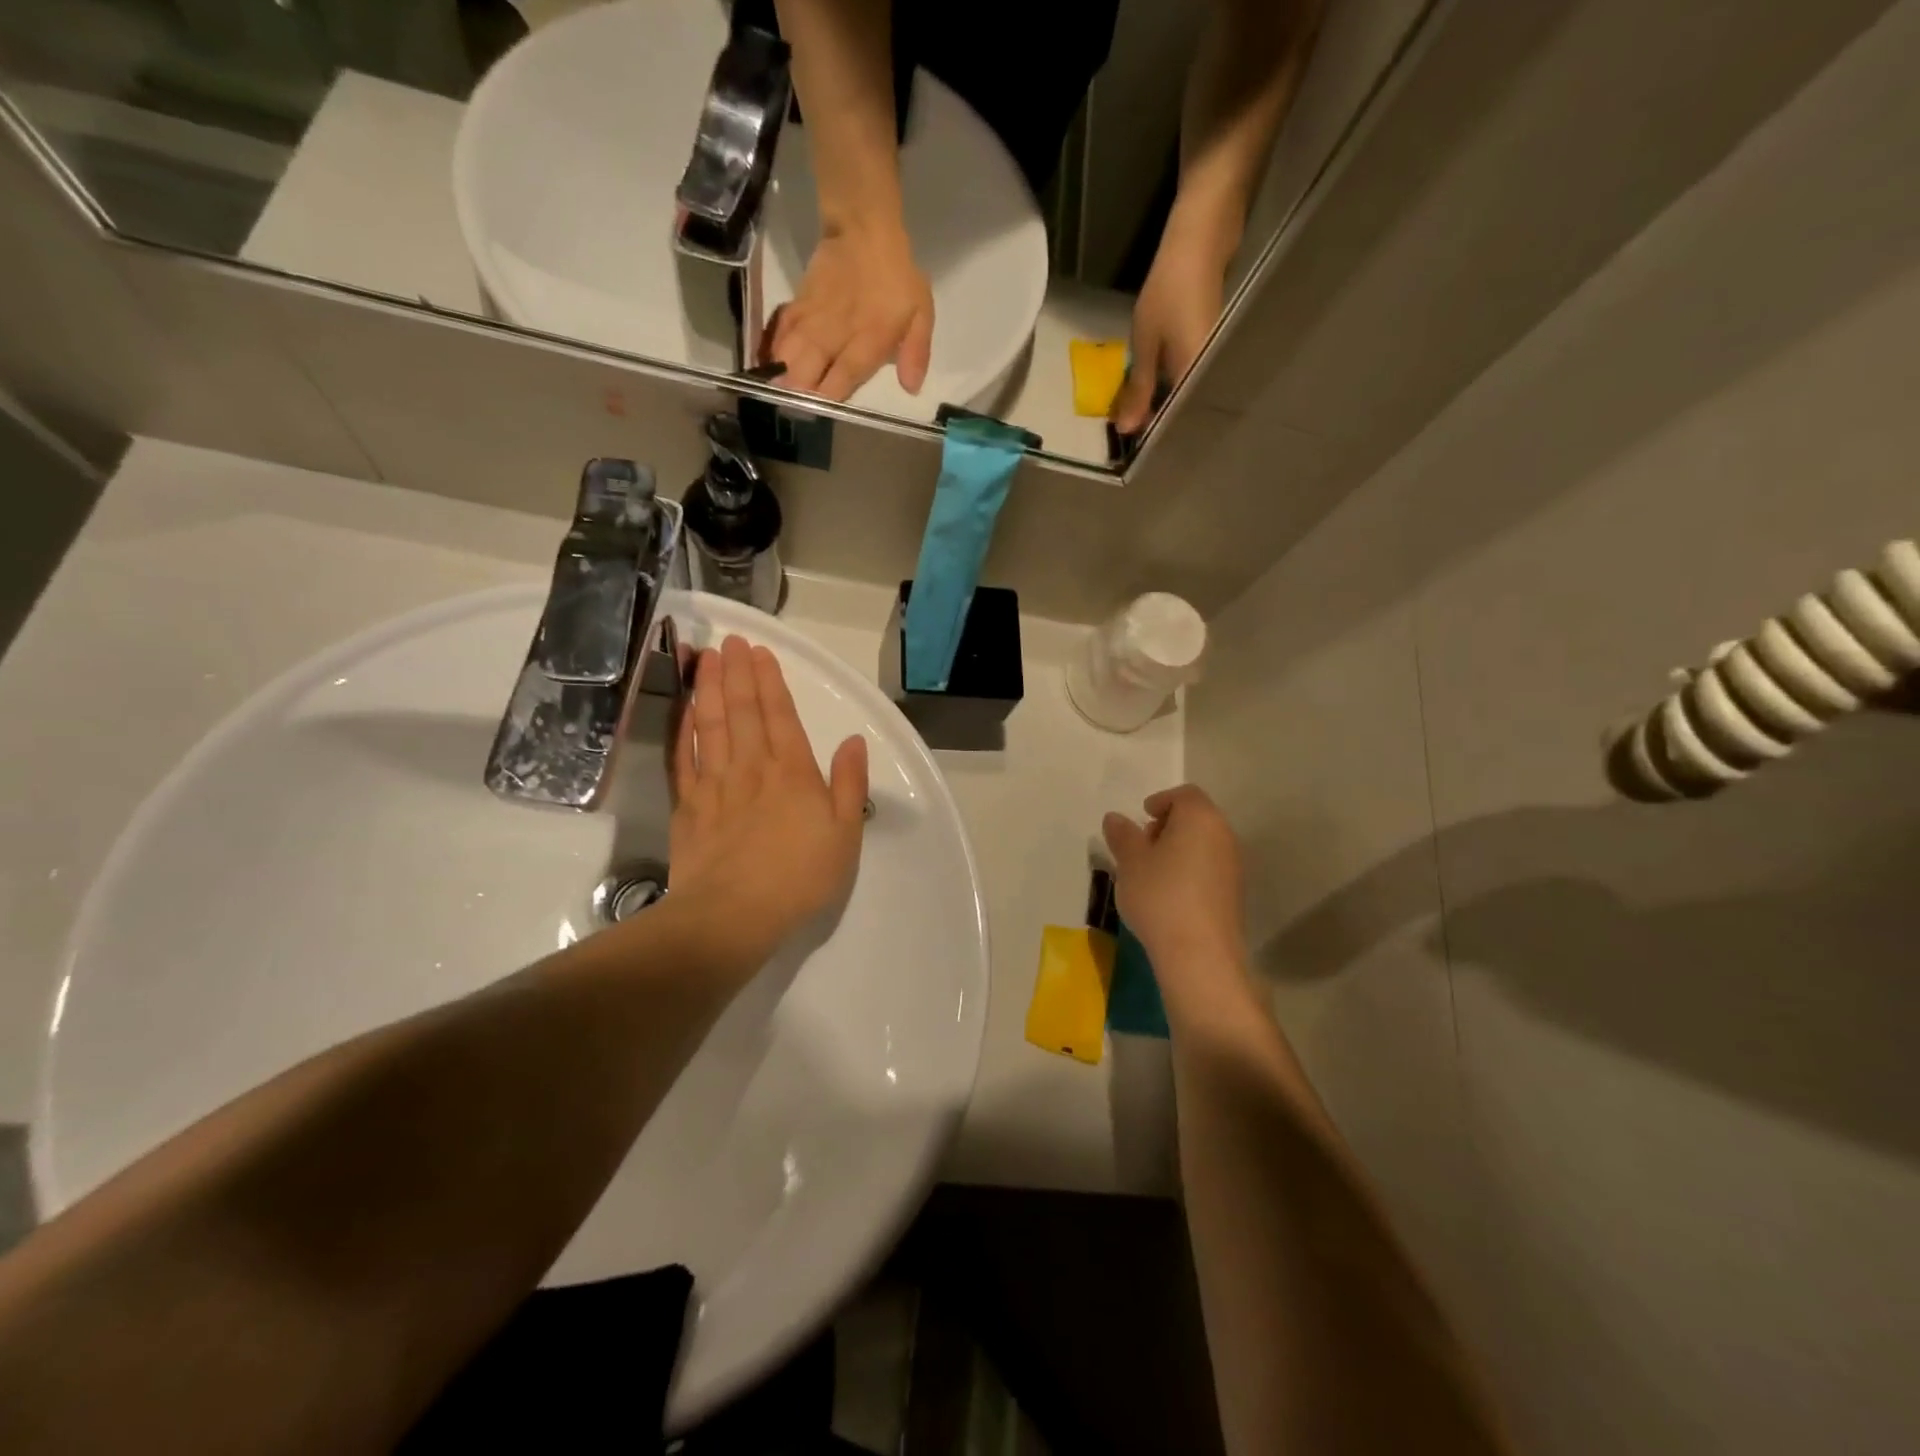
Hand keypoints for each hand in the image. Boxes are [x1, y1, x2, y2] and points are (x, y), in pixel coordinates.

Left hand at [668, 636, 869, 969]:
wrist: (733, 915)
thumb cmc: (800, 877)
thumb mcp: (845, 834)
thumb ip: (849, 784)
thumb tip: (854, 742)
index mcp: (793, 772)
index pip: (780, 715)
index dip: (770, 681)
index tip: (760, 652)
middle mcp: (752, 767)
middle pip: (742, 711)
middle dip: (736, 672)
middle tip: (730, 641)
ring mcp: (715, 784)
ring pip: (711, 725)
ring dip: (708, 688)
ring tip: (705, 658)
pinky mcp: (688, 805)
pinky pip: (684, 756)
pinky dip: (683, 728)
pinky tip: (683, 709)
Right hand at [763, 224, 933, 400]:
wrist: (865, 229)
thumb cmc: (898, 277)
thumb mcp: (921, 313)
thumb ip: (916, 351)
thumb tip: (911, 388)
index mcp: (868, 342)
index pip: (843, 378)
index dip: (828, 397)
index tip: (818, 414)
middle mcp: (836, 335)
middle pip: (809, 370)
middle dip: (798, 393)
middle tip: (790, 409)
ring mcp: (814, 319)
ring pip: (790, 353)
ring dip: (780, 374)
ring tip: (772, 393)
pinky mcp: (799, 304)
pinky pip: (781, 330)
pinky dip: (771, 347)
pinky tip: (766, 362)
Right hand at [1102, 785, 1246, 986]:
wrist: (1200, 954)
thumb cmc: (1160, 896)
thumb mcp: (1130, 862)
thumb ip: (1122, 835)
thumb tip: (1115, 818)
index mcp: (1200, 818)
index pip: (1184, 794)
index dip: (1161, 801)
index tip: (1141, 818)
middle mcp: (1224, 835)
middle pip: (1196, 817)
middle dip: (1168, 826)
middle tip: (1142, 846)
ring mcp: (1233, 866)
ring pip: (1203, 844)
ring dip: (1178, 850)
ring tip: (1150, 873)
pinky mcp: (1234, 894)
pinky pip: (1209, 868)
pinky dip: (1189, 870)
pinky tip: (1168, 895)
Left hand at [1110, 227, 1229, 435]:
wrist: (1202, 241)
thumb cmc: (1170, 290)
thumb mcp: (1146, 343)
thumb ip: (1137, 388)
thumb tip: (1126, 429)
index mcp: (1195, 378)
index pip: (1173, 422)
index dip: (1150, 433)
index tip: (1128, 438)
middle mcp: (1210, 377)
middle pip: (1181, 413)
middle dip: (1155, 422)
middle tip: (1128, 426)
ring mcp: (1212, 364)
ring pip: (1184, 398)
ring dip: (1160, 406)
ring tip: (1135, 413)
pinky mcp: (1210, 352)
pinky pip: (1188, 382)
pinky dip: (1168, 389)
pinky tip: (1152, 390)